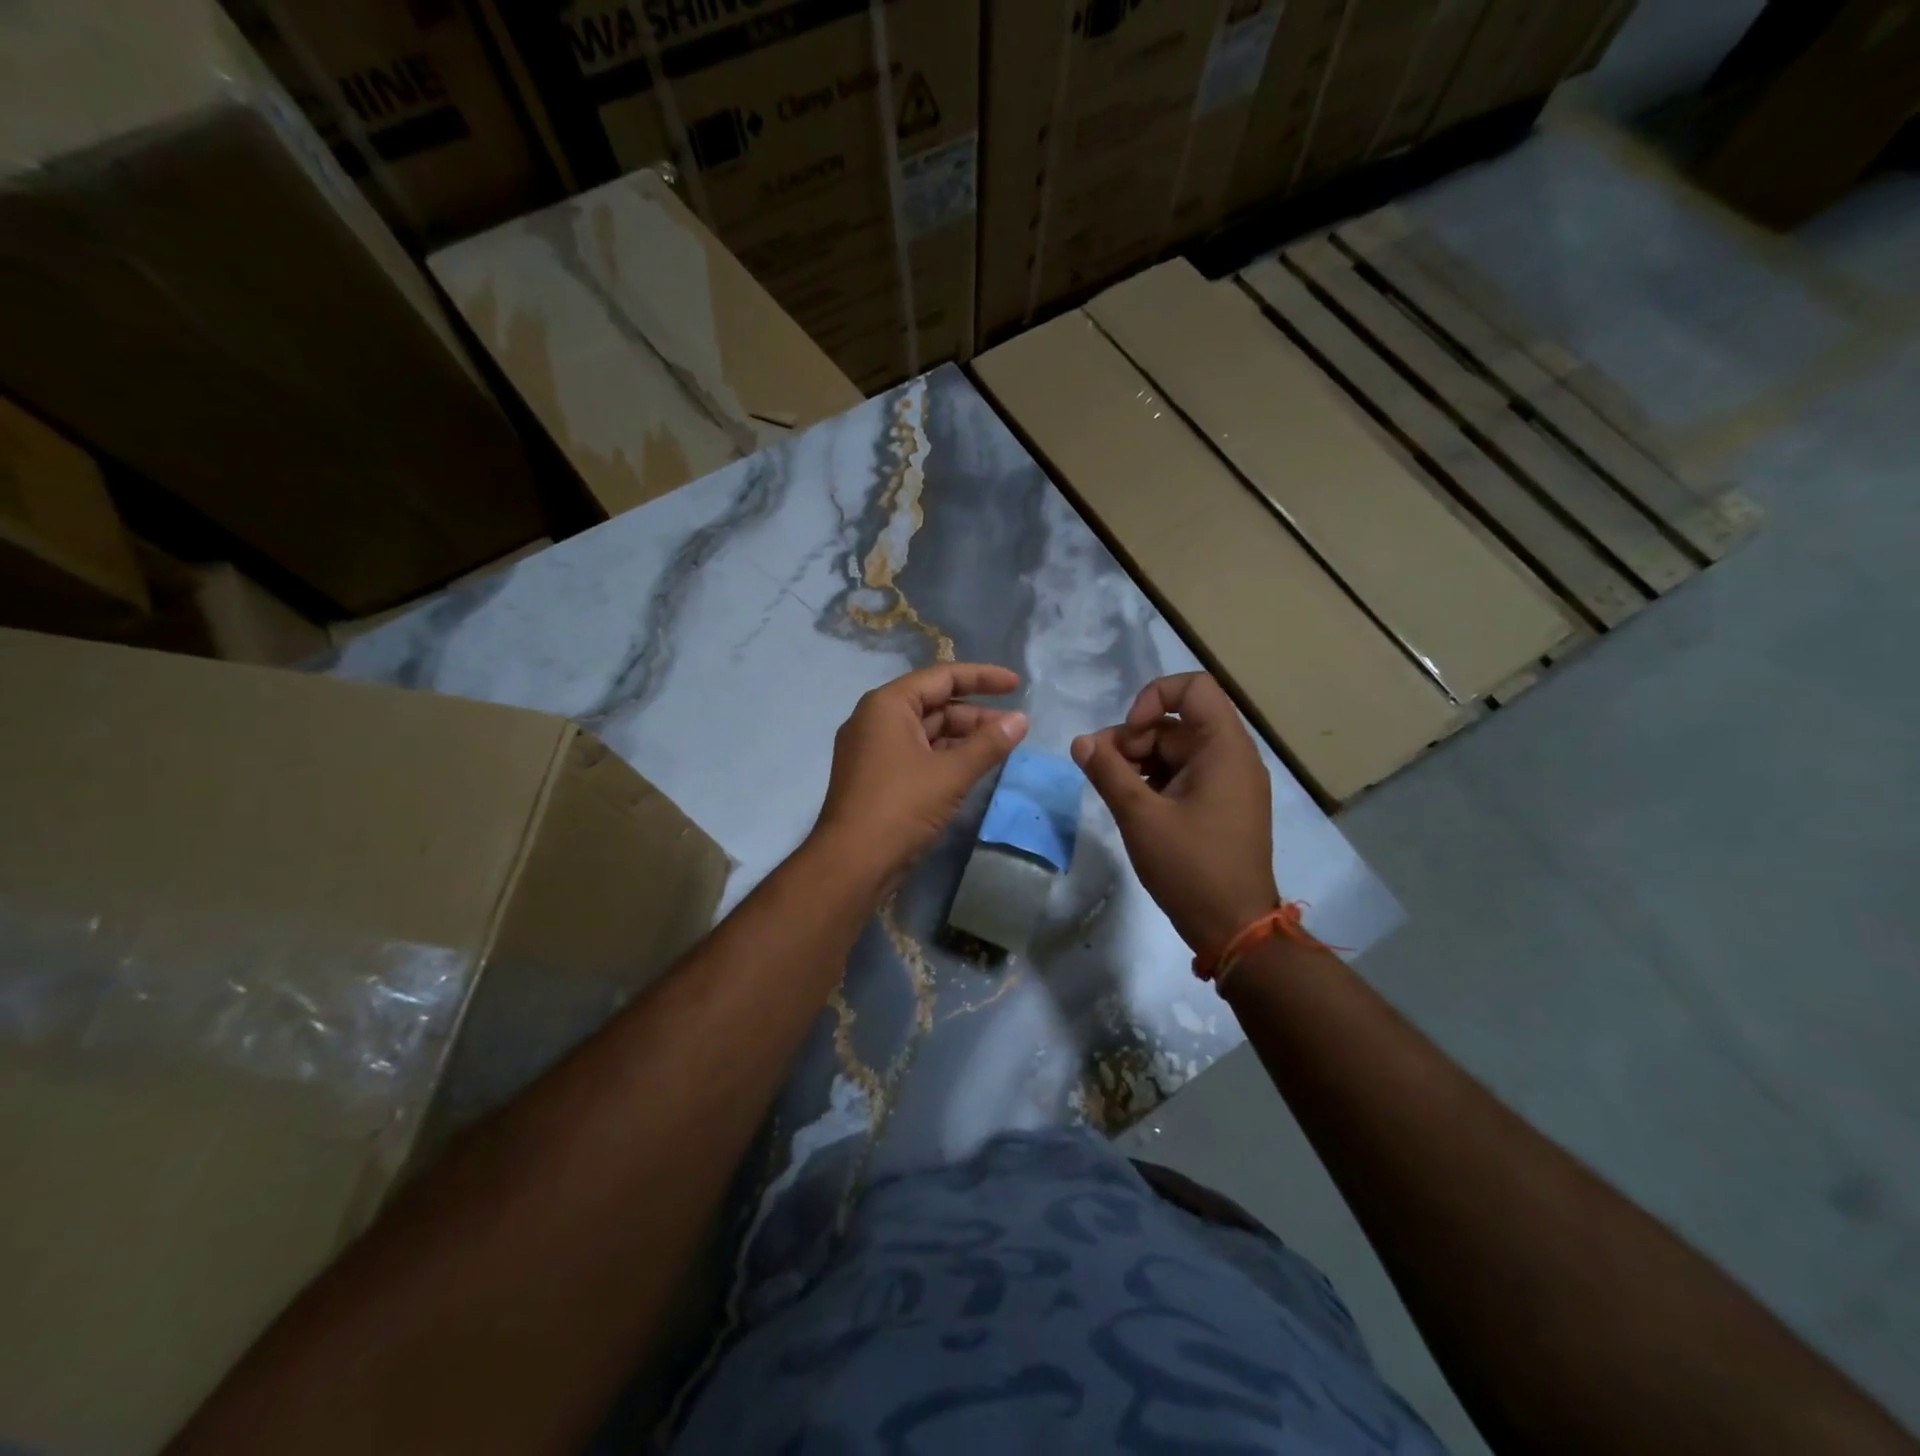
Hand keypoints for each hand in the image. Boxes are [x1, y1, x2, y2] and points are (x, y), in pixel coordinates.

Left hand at [812, 663, 1028, 885]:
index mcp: (887, 705)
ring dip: (963, 737)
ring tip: (1001, 748)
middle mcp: (875, 719)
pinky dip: (946, 756)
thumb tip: (1022, 720)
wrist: (852, 864)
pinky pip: (917, 754)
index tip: (1017, 684)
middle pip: (934, 704)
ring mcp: (873, 749)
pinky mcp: (876, 777)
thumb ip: (989, 744)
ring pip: (927, 731)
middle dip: (976, 714)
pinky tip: (973, 767)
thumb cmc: (901, 807)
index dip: (983, 677)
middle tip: (1014, 727)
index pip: (941, 677)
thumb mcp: (951, 774)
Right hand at [1073, 673, 1278, 959]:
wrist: (1235, 927)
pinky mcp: (1220, 805)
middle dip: (1133, 739)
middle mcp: (1231, 757)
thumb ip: (1107, 772)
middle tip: (1100, 770)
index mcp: (1223, 748)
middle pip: (1176, 723)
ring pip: (1175, 751)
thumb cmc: (1191, 867)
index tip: (1129, 732)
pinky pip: (1183, 775)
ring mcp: (1228, 782)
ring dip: (1138, 761)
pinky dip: (1154, 781)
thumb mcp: (1140, 817)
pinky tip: (1130, 804)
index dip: (1154, 697)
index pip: (1193, 687)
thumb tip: (1081, 741)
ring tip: (1109, 789)